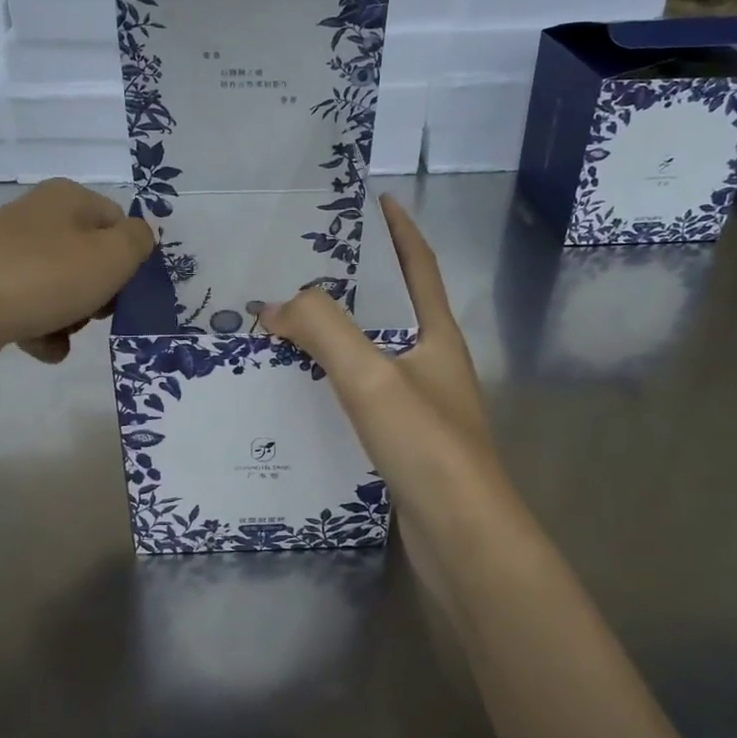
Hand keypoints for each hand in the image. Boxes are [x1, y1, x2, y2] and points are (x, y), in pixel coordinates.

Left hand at [0, 179, 155, 363]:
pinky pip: (30, 306)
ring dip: (72, 316)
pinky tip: (41, 346)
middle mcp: (36, 215)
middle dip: (99, 292)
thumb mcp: (113, 256)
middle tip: (94, 313)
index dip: (128, 260)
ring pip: (61, 285)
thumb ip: (139, 241)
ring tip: (63, 333)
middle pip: (90, 256)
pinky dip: (42, 328)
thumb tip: (138, 237)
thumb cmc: (45, 278)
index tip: (123, 290)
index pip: (119, 224)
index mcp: (68, 197)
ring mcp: (6, 251)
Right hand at [256, 195, 500, 556]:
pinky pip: (363, 393)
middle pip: (394, 307)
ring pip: (374, 352)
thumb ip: (323, 330)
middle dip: (357, 281)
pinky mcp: (404, 441)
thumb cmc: (427, 445)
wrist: (462, 539)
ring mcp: (421, 405)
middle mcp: (433, 363)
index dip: (400, 230)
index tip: (376, 198)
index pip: (420, 266)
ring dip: (339, 333)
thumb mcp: (371, 376)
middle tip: (306, 262)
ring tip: (291, 319)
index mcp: (438, 336)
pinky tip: (302, 387)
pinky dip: (334, 379)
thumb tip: (274, 306)